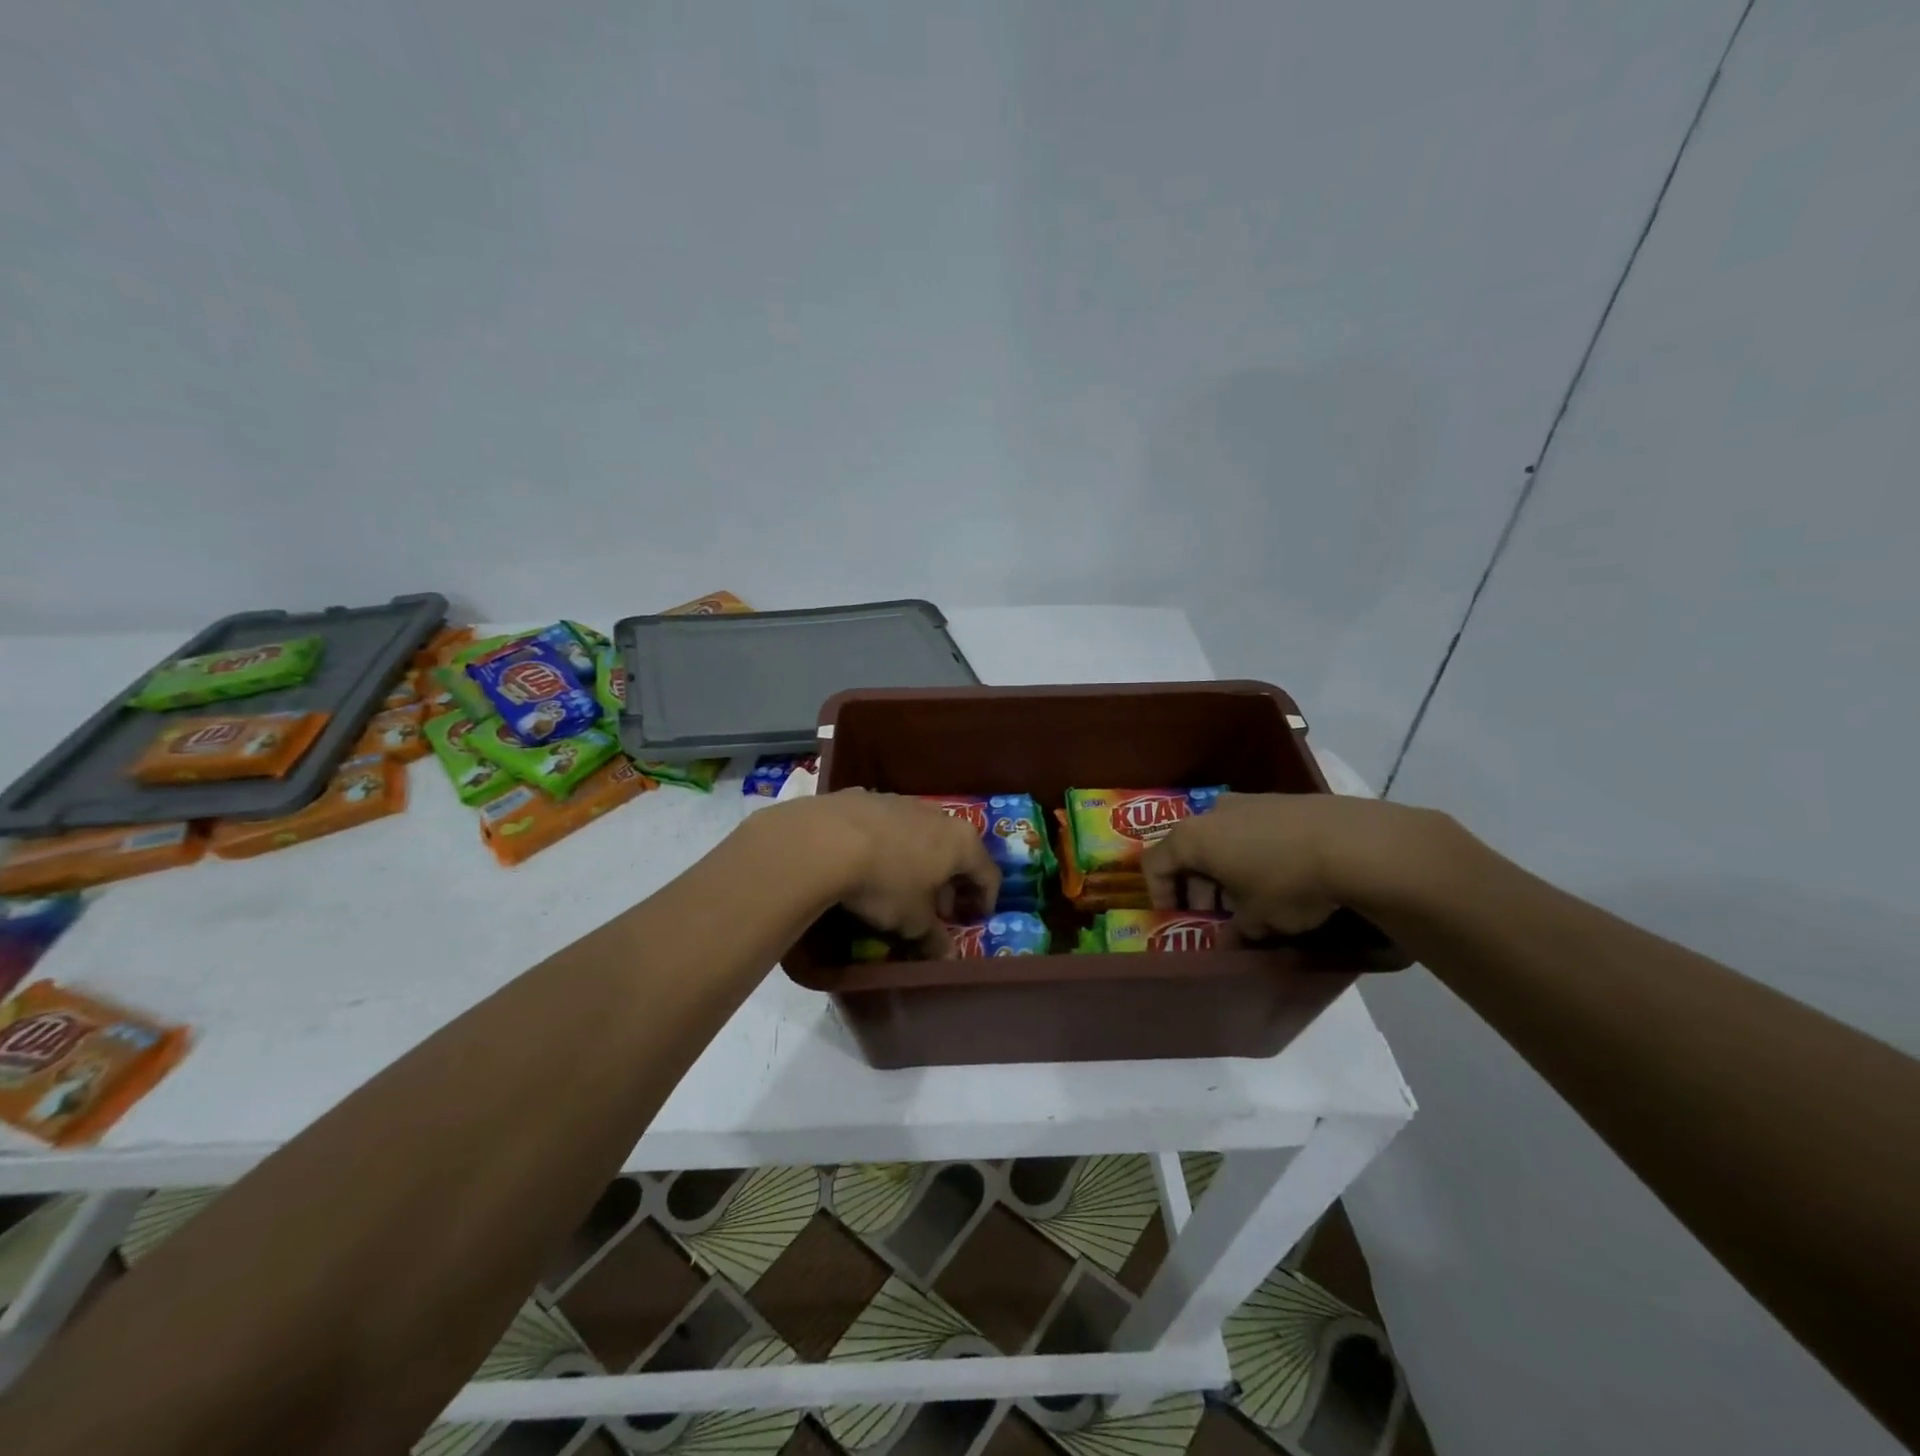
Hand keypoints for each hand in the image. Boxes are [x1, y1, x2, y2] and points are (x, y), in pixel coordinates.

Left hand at [770, 789, 1000, 952]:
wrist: (825, 840)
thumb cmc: (885, 882)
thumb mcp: (912, 921)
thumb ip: (933, 937)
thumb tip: (946, 954)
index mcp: (961, 842)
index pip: (988, 873)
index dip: (985, 901)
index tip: (973, 921)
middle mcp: (938, 815)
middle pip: (955, 852)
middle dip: (949, 883)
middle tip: (936, 911)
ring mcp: (901, 801)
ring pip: (921, 836)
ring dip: (919, 863)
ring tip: (900, 889)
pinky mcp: (866, 798)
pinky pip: (887, 827)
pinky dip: (888, 846)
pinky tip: (868, 864)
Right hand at [1141, 792, 1451, 937]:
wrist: (1355, 844)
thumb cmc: (1288, 883)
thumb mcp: (1258, 919)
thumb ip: (1236, 929)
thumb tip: (1230, 939)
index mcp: (1193, 838)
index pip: (1155, 862)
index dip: (1160, 892)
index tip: (1176, 916)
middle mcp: (1213, 812)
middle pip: (1188, 847)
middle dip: (1195, 882)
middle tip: (1214, 911)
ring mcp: (1249, 801)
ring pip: (1222, 836)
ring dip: (1224, 866)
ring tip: (1248, 895)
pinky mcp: (1283, 801)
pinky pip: (1252, 828)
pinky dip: (1252, 851)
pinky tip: (1279, 875)